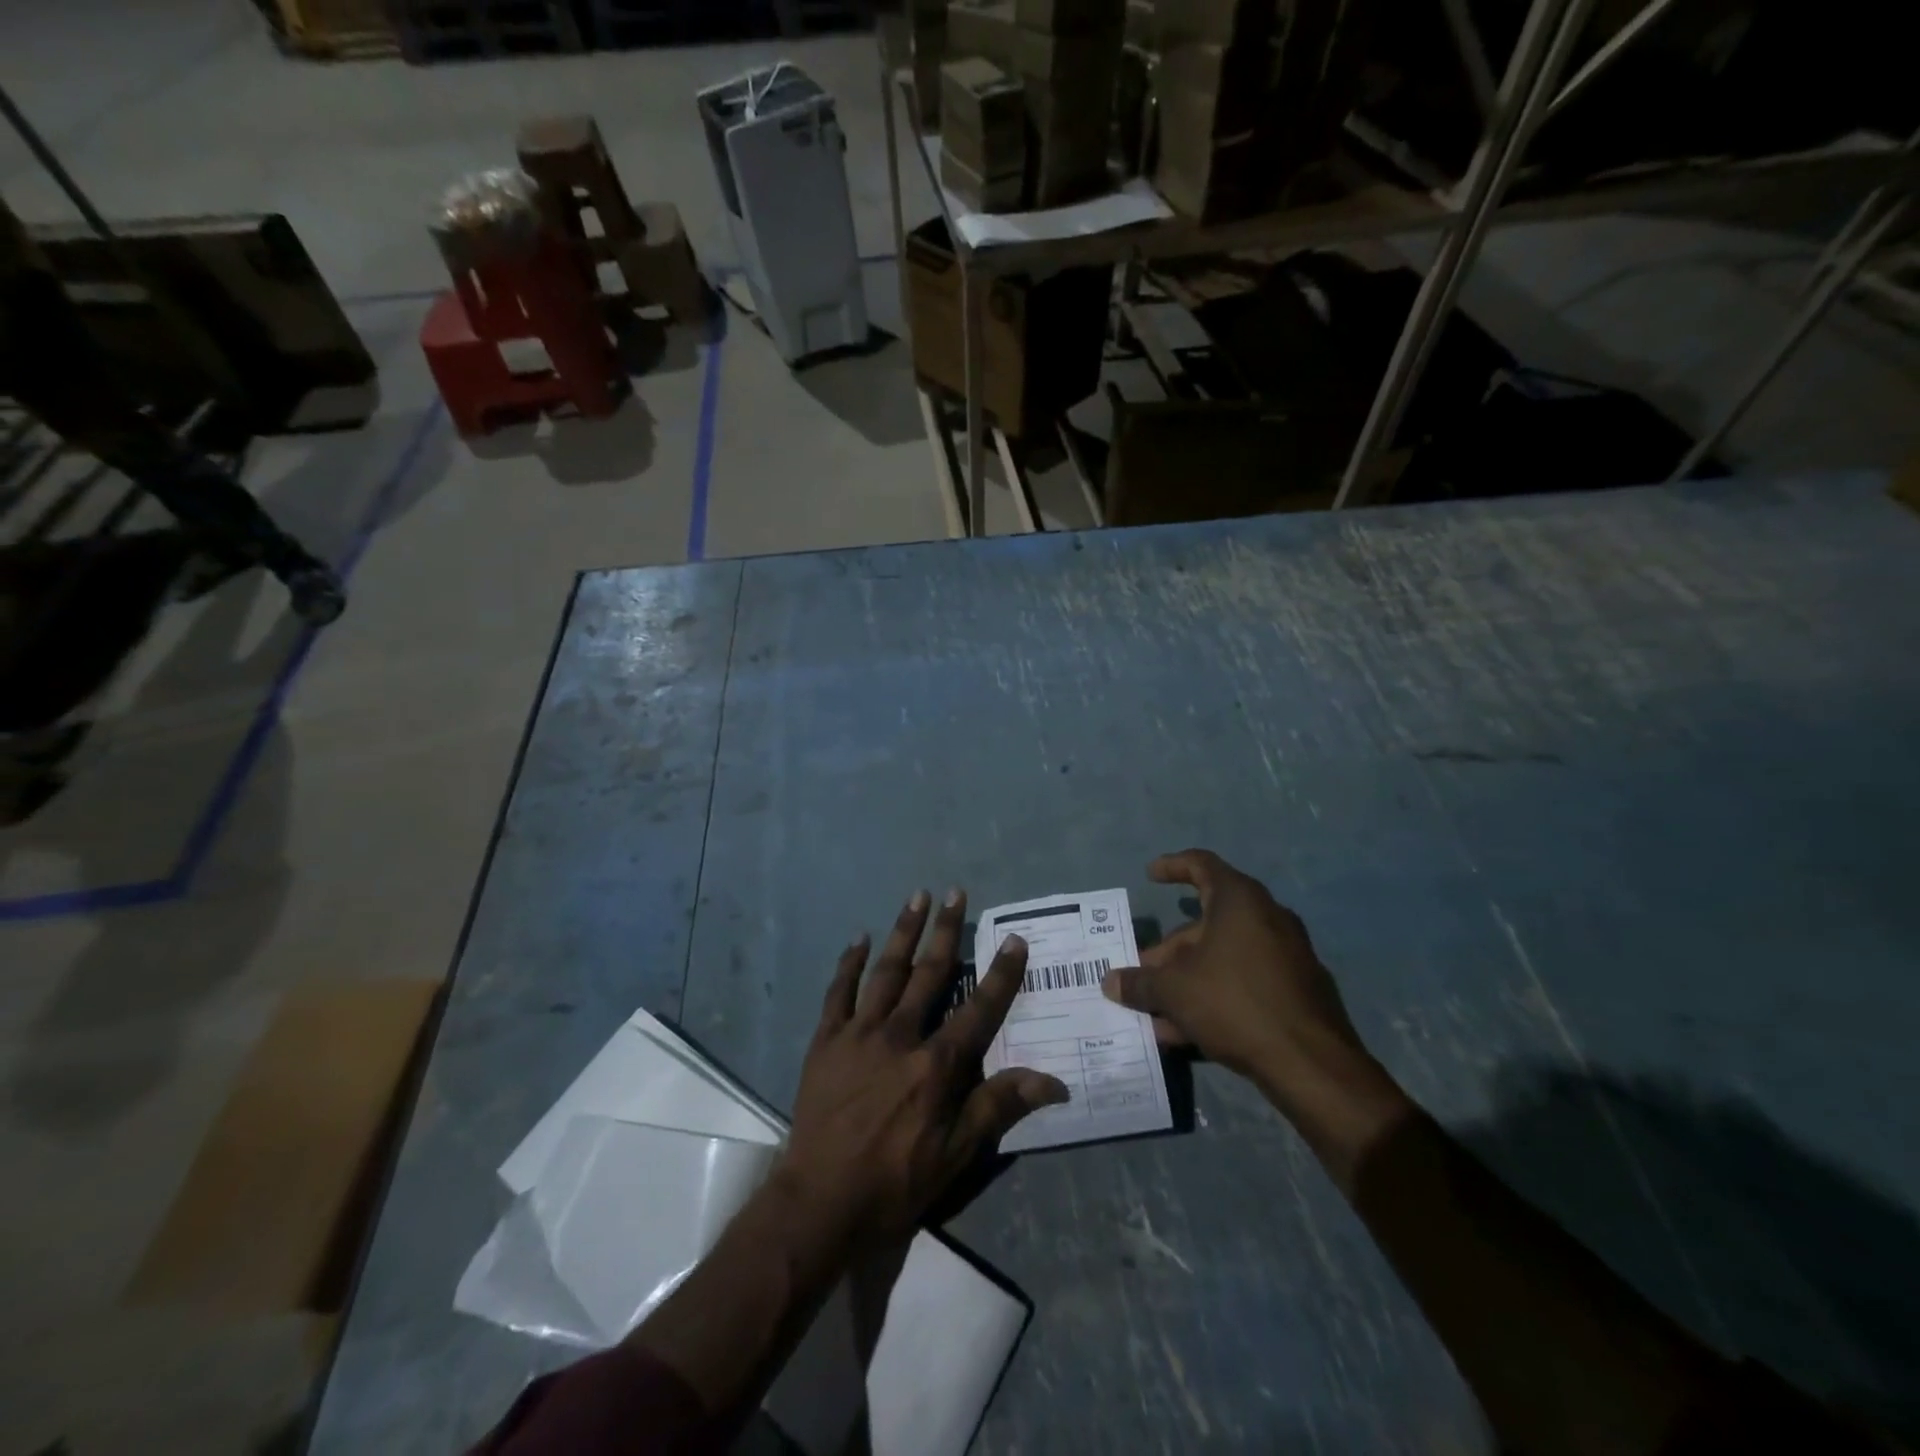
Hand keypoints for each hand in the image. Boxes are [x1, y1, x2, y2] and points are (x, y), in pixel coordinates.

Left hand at [781, 889, 1068, 1242]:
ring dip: (903, 931)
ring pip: (886, 971)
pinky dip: (850, 964)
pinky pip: (839, 992)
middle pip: (930, 974)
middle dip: (947, 931)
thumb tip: (1054, 1081)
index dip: (1001, 974)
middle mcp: (901, 1036)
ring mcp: (860, 1033)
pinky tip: (859, 939)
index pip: (979, 1009)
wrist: (819, 1202)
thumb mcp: (956, 1155)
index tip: (1015, 939)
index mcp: (936, 1064)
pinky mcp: (826, 1040)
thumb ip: (999, 1107)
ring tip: (917, 897)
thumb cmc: (894, 1181)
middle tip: (956, 893)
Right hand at [1102, 851, 1404, 1150]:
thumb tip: (1111, 982)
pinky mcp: (1297, 991)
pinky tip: (1186, 1032)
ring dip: (1186, 980)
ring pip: (1223, 958)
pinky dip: (1214, 996)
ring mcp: (1287, 956)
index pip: (1202, 865)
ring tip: (1156, 1011)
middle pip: (1206, 924)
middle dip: (1169, 951)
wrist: (1311, 1064)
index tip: (1151, 875)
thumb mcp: (1174, 990)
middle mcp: (1267, 918)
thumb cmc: (1234, 1002)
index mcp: (1240, 901)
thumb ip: (1139, 983)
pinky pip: (1243, 983)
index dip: (1173, 866)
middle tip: (1142, 973)